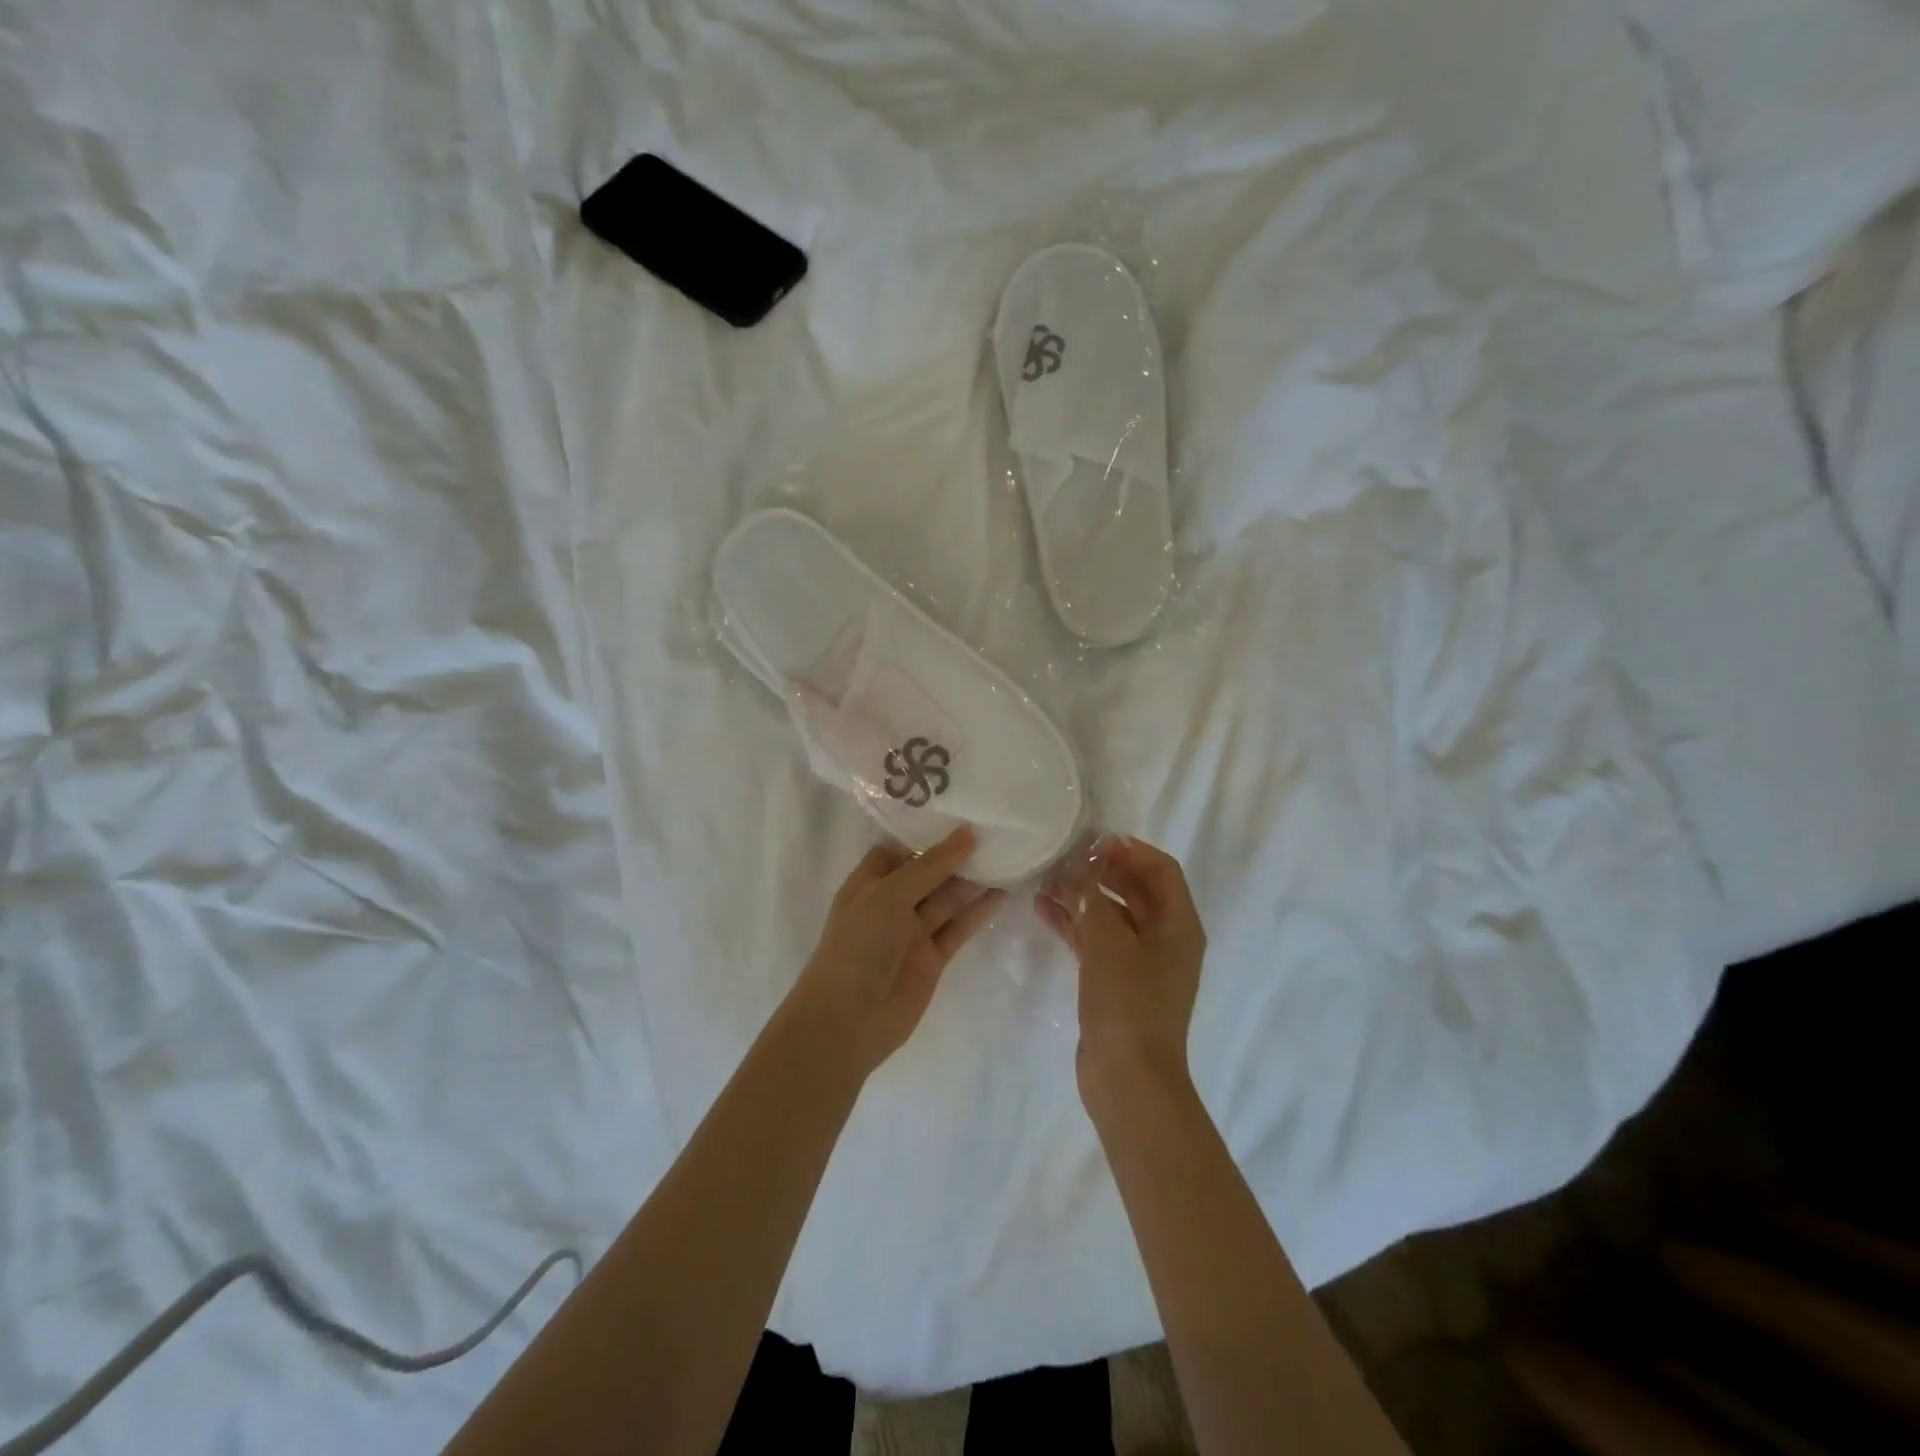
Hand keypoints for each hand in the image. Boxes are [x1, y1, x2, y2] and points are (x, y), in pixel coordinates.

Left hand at [792, 827, 1004, 1079]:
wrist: (849, 1020)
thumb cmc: (858, 945)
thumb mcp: (889, 895)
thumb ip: (930, 866)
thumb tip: (967, 835)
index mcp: (868, 883)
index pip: (897, 849)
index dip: (923, 834)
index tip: (958, 813)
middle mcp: (890, 904)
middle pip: (927, 873)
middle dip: (954, 855)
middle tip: (993, 830)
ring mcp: (912, 932)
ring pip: (946, 899)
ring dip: (972, 881)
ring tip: (1005, 857)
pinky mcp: (933, 958)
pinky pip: (958, 928)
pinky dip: (978, 913)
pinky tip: (1001, 894)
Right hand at [1036, 837, 1206, 1113]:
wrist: (1128, 1080)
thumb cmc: (1128, 1003)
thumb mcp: (1108, 941)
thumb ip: (1091, 896)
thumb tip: (1078, 862)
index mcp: (1178, 924)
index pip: (1161, 869)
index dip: (1128, 849)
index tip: (1090, 840)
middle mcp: (1165, 938)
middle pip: (1135, 889)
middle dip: (1099, 870)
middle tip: (1062, 856)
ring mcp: (1140, 962)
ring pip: (1111, 914)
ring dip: (1082, 895)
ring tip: (1045, 879)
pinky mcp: (1116, 981)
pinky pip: (1096, 940)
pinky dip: (1074, 924)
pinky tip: (1042, 909)